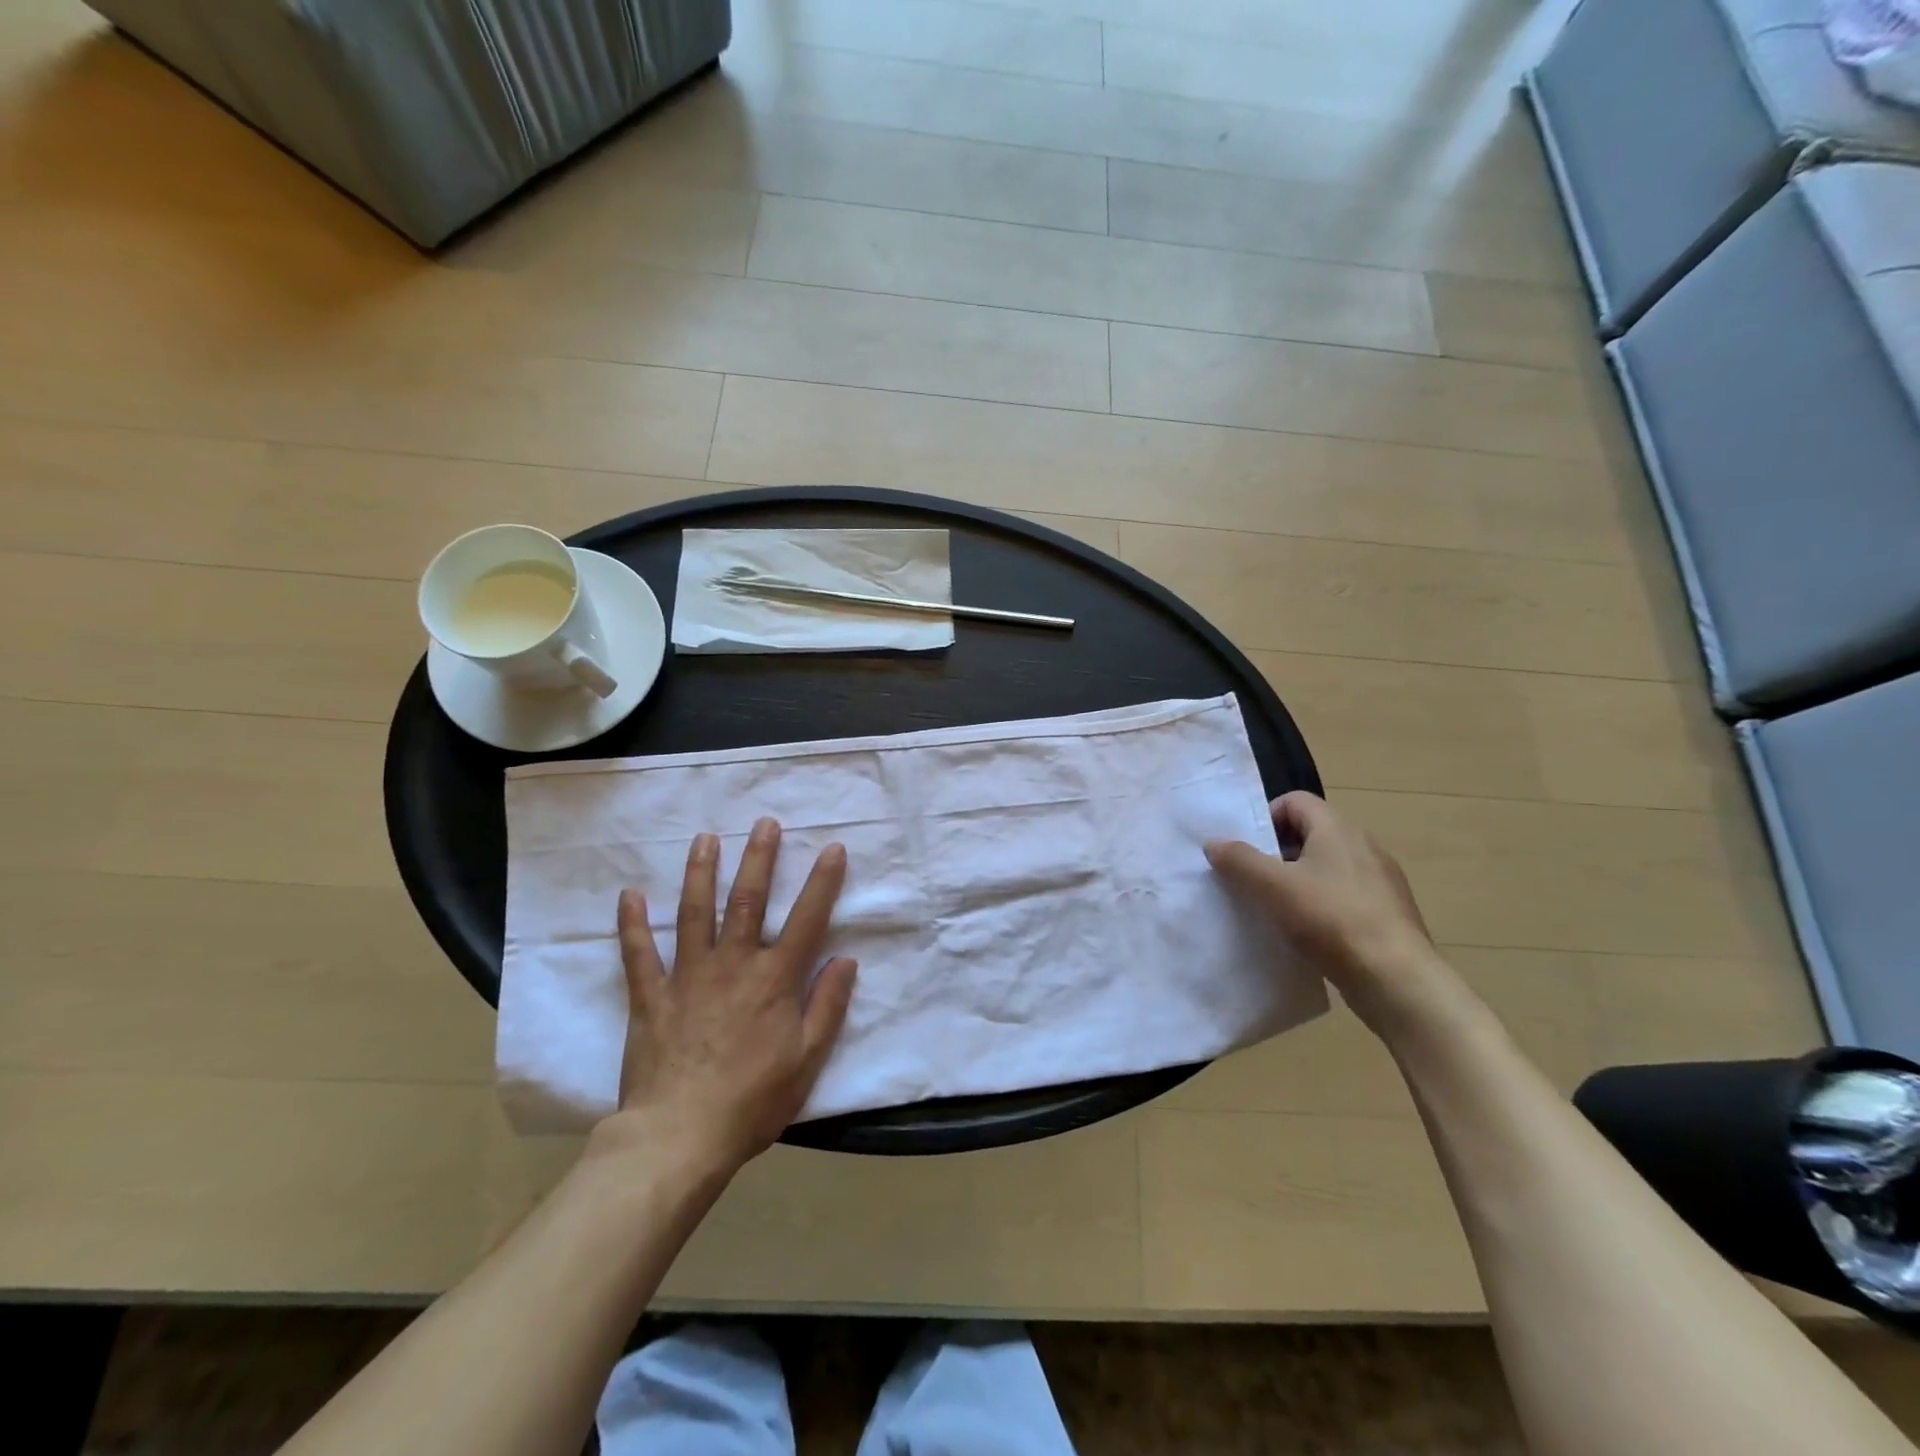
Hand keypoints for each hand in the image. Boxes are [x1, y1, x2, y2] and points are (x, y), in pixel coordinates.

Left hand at [597, 817, 857, 1172]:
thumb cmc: (753, 1101)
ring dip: (701, 872)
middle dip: (759, 859)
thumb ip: (828, 1005)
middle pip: (748, 901)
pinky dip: (632, 923)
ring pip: (694, 913)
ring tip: (705, 839)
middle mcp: (733, 964)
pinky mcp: (651, 996)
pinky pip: (639, 953)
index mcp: (774, 979)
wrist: (679, 1138)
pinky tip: (629, 894)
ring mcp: (688, 976)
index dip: (823, 881)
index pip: (807, 919)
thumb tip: (845, 959)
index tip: (832, 847)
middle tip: (764, 823)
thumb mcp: (807, 1059)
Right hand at [1206, 792, 1440, 1032]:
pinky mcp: (1388, 911)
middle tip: (1254, 880)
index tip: (1247, 850)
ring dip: (1298, 880)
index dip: (1265, 818)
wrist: (1396, 979)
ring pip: (1327, 866)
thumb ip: (1239, 859)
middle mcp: (1363, 844)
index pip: (1294, 801)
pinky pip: (1344, 894)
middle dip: (1277, 852)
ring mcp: (1380, 879)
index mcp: (1337, 828)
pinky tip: (1308, 932)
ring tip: (1276, 909)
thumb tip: (1213, 842)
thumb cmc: (1331, 920)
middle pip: (1310, 833)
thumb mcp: (1272, 886)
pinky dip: (1321, 904)